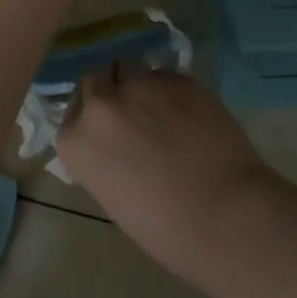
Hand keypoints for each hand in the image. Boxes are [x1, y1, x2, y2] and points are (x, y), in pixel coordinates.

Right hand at [56, 66, 276, 279]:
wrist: (224, 214)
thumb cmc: (165, 229)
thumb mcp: (114, 198)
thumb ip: (103, 159)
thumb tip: (115, 145)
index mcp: (77, 141)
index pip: (72, 114)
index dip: (89, 121)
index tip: (106, 134)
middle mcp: (101, 104)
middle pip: (94, 80)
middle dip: (108, 93)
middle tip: (130, 115)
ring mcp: (139, 85)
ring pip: (129, 68)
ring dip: (137, 84)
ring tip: (159, 108)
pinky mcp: (177, 78)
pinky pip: (164, 75)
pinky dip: (170, 90)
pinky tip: (188, 113)